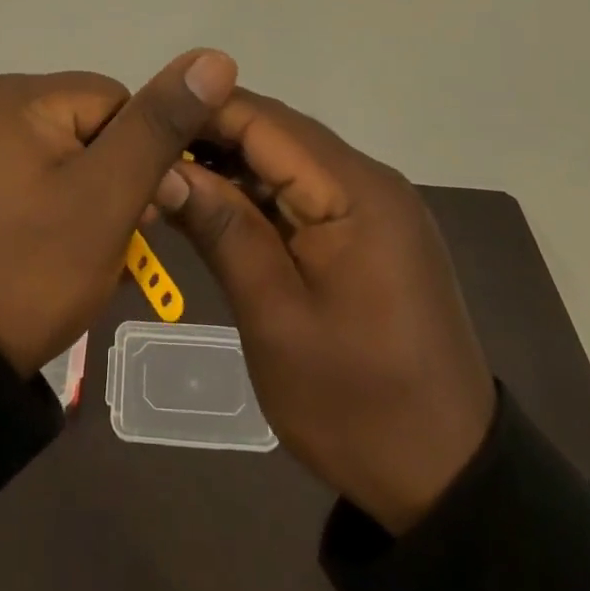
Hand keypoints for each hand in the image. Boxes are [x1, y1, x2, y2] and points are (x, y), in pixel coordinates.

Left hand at [0, 48, 238, 376]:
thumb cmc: (36, 268)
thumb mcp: (108, 194)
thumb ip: (160, 124)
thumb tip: (214, 57)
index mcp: (14, 94)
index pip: (116, 99)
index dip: (139, 155)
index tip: (135, 209)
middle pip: (93, 122)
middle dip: (116, 174)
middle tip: (109, 234)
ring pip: (73, 148)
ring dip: (94, 190)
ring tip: (87, 243)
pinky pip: (44, 168)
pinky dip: (65, 198)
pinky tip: (62, 239)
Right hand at [157, 90, 496, 533]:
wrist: (448, 479)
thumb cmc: (357, 404)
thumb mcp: (276, 320)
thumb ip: (223, 230)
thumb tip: (163, 166)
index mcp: (356, 192)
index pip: (265, 121)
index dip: (200, 110)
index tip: (141, 119)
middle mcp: (370, 180)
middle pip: (277, 132)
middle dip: (209, 134)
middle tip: (144, 153)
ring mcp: (373, 204)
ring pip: (287, 157)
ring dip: (229, 162)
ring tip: (165, 175)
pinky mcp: (369, 228)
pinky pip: (303, 188)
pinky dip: (256, 191)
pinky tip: (214, 205)